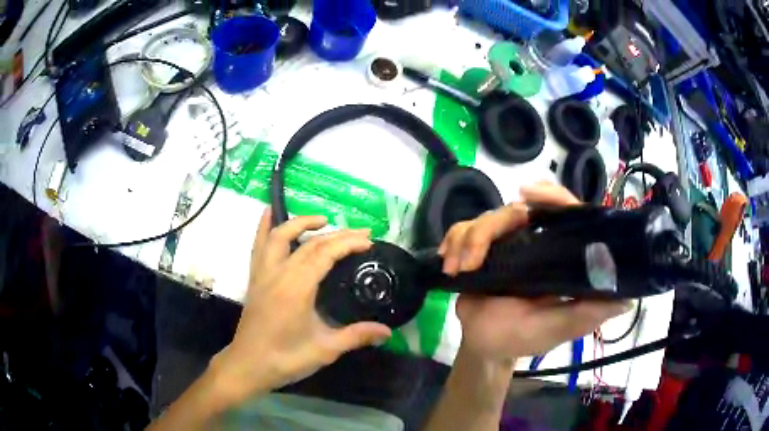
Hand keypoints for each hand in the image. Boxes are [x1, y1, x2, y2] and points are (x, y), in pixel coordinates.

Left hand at [210, 209, 391, 405]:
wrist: (248, 365)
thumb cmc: (286, 358)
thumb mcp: (325, 350)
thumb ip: (356, 336)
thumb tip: (388, 332)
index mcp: (297, 288)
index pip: (325, 254)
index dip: (348, 243)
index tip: (369, 241)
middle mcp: (279, 273)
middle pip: (309, 243)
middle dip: (337, 234)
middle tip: (361, 233)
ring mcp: (263, 273)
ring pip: (279, 236)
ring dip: (302, 222)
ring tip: (323, 219)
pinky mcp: (255, 279)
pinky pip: (258, 245)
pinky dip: (264, 226)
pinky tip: (269, 211)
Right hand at [438, 182, 630, 362]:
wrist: (482, 344)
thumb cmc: (521, 338)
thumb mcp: (555, 329)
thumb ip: (584, 315)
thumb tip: (626, 300)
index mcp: (559, 256)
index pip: (565, 212)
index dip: (552, 197)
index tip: (527, 194)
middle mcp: (537, 243)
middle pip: (516, 210)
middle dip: (490, 230)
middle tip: (473, 257)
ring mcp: (507, 243)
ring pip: (486, 219)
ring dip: (467, 242)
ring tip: (458, 270)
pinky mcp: (481, 248)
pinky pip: (463, 229)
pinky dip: (452, 242)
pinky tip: (448, 264)